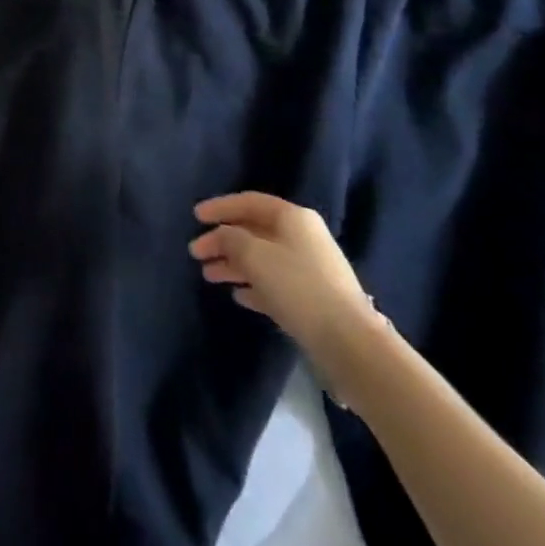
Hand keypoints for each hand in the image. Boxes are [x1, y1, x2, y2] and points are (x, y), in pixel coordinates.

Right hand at [189, 192, 385, 388]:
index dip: (219, 207)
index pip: (249, 202)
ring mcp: (310, 269)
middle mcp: (303, 237)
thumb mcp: (254, 255)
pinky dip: (254, 286)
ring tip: (209, 276)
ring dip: (234, 264)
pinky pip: (275, 284)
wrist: (349, 343)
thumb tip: (222, 236)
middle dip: (223, 241)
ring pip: (262, 259)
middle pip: (254, 231)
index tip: (195, 218)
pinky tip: (238, 295)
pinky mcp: (313, 299)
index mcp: (292, 217)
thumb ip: (231, 239)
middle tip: (196, 253)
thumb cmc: (298, 287)